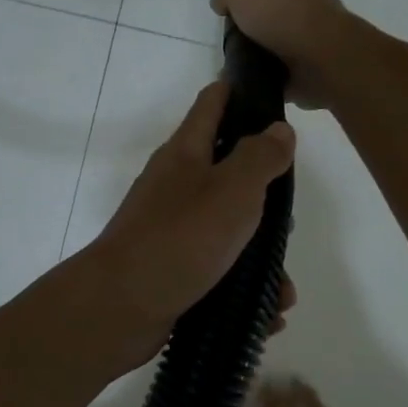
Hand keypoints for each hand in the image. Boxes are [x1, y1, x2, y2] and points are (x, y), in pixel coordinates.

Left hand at [85, 81, 296, 362]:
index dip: (239, 91)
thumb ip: (260, 157)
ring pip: (228, 230)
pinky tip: (267, 315)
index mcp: (186, 154)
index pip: (212, 103)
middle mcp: (175, 186)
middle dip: (263, 194)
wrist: (120, 307)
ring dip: (260, 257)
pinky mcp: (172, 269)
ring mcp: (171, 229)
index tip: (272, 94)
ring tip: (283, 289)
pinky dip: (243, 290)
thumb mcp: (232, 190)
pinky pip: (218, 272)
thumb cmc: (180, 238)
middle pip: (226, 172)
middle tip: (287, 216)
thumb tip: (278, 130)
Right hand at [210, 0, 363, 109]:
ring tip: (232, 54)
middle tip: (231, 20)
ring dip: (260, 41)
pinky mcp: (311, 63)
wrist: (323, 61)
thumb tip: (222, 3)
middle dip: (258, 5)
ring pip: (279, 32)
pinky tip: (244, 76)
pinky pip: (281, 65)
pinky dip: (265, 70)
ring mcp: (312, 33)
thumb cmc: (284, 15)